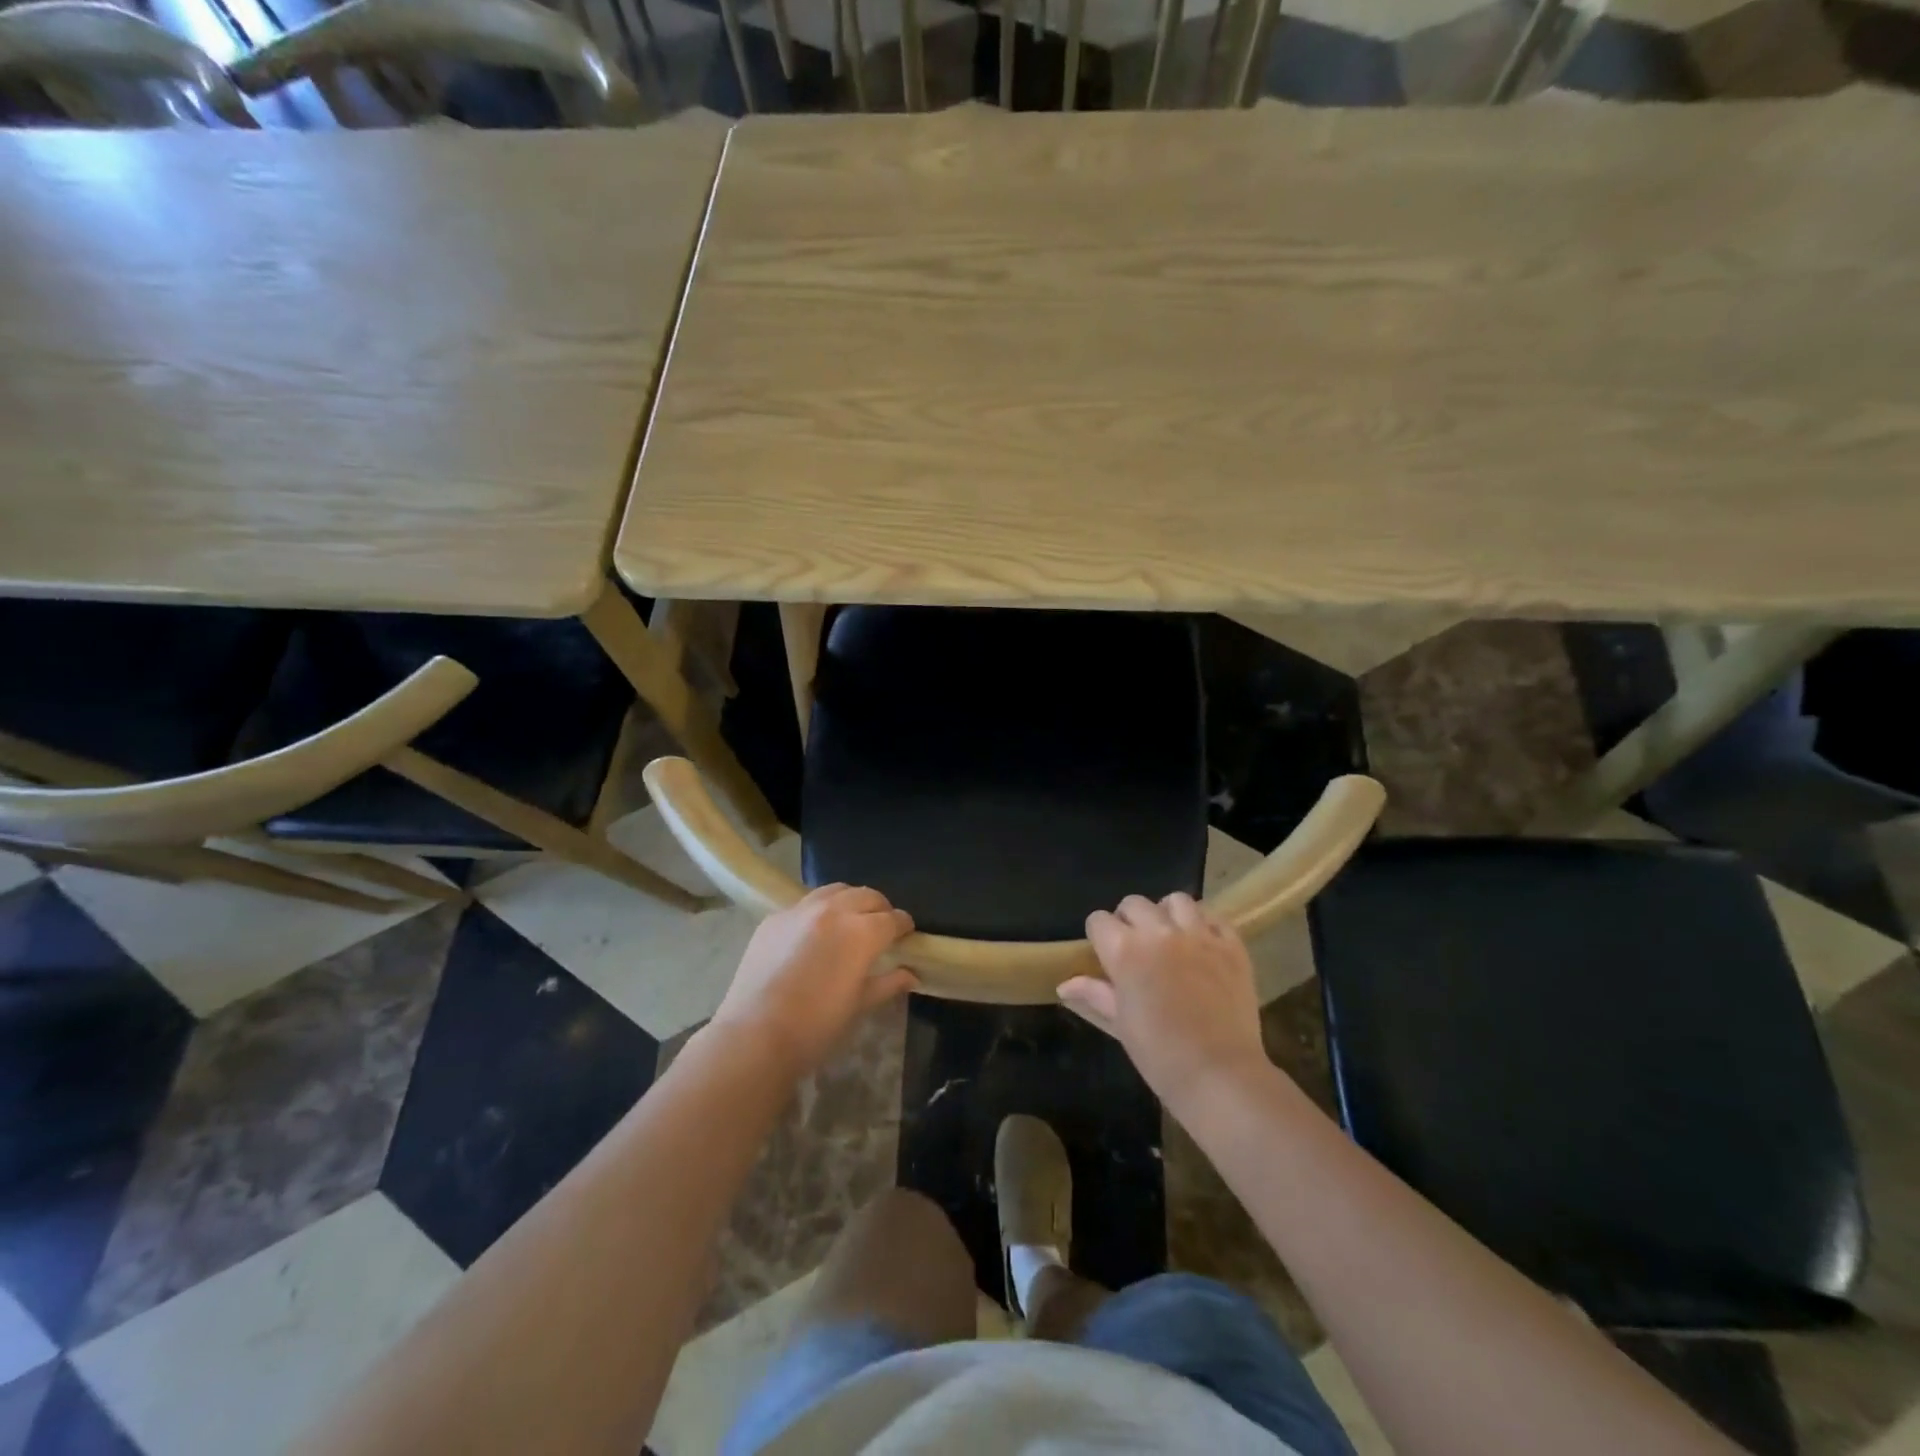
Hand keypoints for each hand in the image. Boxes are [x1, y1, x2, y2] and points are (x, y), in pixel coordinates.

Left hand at [710, 884, 917, 1078]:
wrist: (755, 1034)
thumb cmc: (816, 1026)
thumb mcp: (859, 1005)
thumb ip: (888, 983)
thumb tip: (911, 975)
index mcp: (862, 932)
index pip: (893, 919)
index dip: (903, 926)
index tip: (906, 934)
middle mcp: (834, 910)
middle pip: (867, 895)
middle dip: (880, 908)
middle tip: (880, 926)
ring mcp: (800, 910)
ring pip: (836, 890)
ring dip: (850, 901)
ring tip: (849, 920)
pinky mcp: (774, 918)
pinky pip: (805, 903)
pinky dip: (819, 911)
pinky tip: (814, 933)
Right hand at [1058, 893, 1268, 1109]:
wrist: (1219, 1074)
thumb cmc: (1160, 1054)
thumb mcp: (1120, 1024)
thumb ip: (1094, 994)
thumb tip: (1065, 985)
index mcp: (1124, 950)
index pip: (1099, 920)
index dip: (1099, 936)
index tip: (1106, 955)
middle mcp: (1159, 932)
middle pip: (1134, 903)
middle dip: (1129, 920)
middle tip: (1136, 947)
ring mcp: (1199, 935)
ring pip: (1176, 901)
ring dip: (1167, 914)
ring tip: (1171, 938)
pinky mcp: (1232, 945)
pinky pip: (1214, 917)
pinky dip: (1204, 925)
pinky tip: (1202, 946)